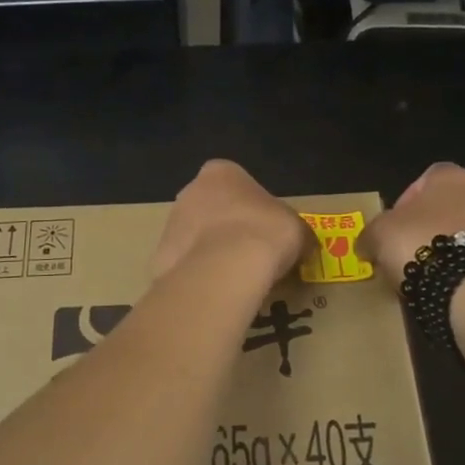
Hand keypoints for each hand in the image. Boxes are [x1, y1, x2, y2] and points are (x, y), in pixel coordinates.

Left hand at [153, 160, 312, 286]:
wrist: (225, 268)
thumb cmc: (265, 233)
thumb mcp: (297, 228)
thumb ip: (295, 231)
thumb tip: (303, 245)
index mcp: (221, 172)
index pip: (236, 184)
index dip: (252, 208)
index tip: (265, 231)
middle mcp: (189, 191)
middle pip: (211, 209)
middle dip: (226, 229)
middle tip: (250, 256)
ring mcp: (171, 224)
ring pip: (195, 238)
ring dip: (211, 254)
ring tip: (235, 279)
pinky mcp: (160, 257)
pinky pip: (184, 266)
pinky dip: (198, 277)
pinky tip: (216, 292)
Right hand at [358, 163, 464, 287]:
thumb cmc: (417, 240)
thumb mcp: (377, 233)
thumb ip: (370, 234)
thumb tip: (365, 246)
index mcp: (451, 177)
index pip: (427, 177)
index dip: (407, 197)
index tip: (394, 221)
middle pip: (444, 207)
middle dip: (424, 226)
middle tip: (403, 247)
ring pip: (460, 233)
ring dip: (441, 247)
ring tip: (419, 270)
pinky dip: (456, 267)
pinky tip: (438, 282)